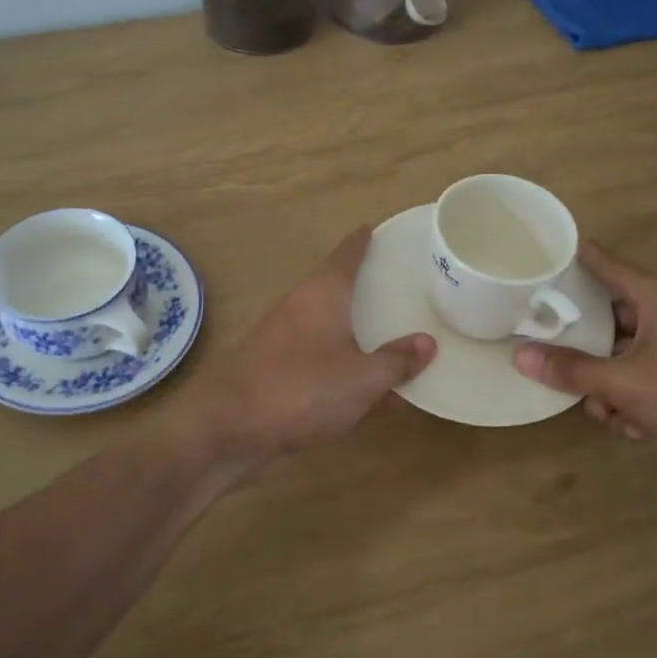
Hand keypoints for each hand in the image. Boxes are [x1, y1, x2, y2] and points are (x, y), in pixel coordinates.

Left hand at [176, 227, 435, 463]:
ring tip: (387, 339)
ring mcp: (281, 341)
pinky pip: (318, 362)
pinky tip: (364, 393)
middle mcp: (299, 309)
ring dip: (353, 334)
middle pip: (333, 290)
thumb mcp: (362, 378)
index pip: (345, 255)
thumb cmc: (302, 388)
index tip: (372, 229)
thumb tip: (426, 343)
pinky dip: (341, 368)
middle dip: (361, 290)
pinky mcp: (273, 373)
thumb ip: (396, 361)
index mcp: (321, 295)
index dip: (361, 242)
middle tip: (394, 288)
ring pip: (326, 329)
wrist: (230, 428)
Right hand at [510, 241, 656, 467]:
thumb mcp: (623, 382)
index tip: (541, 253)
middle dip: (583, 349)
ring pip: (620, 358)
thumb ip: (571, 369)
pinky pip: (639, 383)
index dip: (574, 257)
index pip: (605, 264)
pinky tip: (635, 427)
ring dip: (607, 388)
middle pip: (606, 318)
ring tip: (606, 410)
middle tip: (548, 354)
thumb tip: (520, 356)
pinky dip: (631, 404)